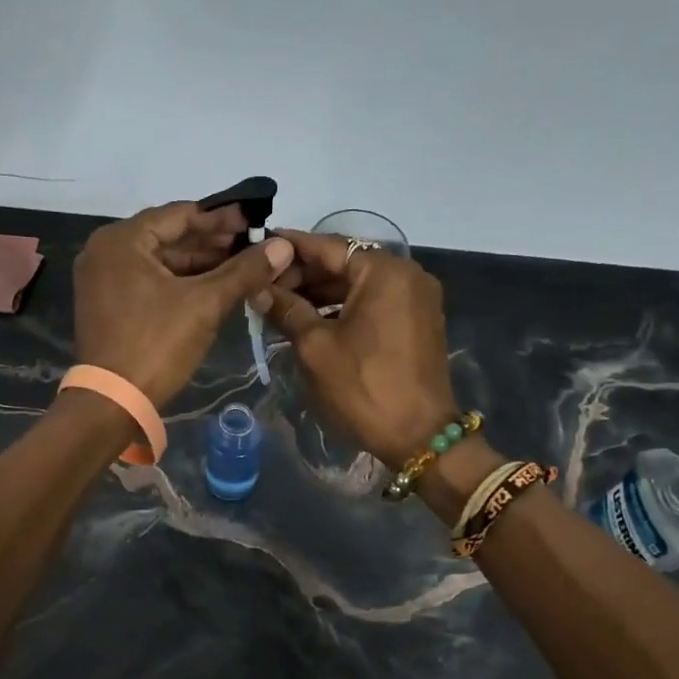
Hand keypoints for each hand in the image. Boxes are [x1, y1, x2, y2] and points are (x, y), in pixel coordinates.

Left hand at [74, 201, 293, 406]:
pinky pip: (148, 280)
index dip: (222, 218)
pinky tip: (212, 287)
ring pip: (159, 260)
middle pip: (168, 236)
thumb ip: (244, 271)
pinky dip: (179, 282)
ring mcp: (102, 278)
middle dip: (212, 243)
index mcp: (121, 240)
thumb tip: (283, 246)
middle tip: (252, 246)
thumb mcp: (205, 304)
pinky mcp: (106, 303)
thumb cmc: (156, 345)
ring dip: (199, 264)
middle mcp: (104, 251)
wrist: (112, 403)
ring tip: (240, 267)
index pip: (180, 215)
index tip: (254, 221)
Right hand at [251, 229, 457, 467]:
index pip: (328, 247)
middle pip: (345, 263)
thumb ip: (286, 309)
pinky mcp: (417, 322)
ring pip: (358, 284)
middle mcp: (406, 275)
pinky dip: (343, 307)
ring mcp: (416, 299)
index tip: (260, 243)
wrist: (419, 436)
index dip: (290, 247)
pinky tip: (311, 319)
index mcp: (384, 272)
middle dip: (304, 273)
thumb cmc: (363, 386)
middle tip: (264, 284)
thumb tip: (258, 288)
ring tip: (280, 304)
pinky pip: (374, 302)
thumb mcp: (316, 347)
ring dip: (321, 292)